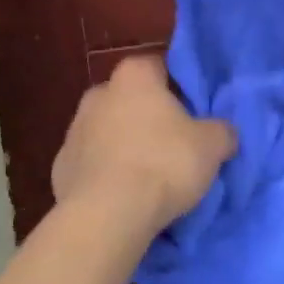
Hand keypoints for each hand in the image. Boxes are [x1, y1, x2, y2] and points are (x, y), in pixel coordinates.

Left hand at [51, 55, 235, 234]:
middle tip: (174, 143)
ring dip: (125, 145)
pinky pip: (92, 164)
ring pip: (108, 131)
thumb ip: (222, 131)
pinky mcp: (60, 168)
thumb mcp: (212, 145)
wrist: (106, 216)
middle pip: (131, 98)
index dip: (178, 87)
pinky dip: (106, 174)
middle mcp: (99, 94)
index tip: (193, 110)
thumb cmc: (163, 165)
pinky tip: (124, 196)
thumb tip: (223, 132)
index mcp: (134, 76)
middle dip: (149, 116)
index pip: (159, 66)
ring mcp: (73, 131)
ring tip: (150, 176)